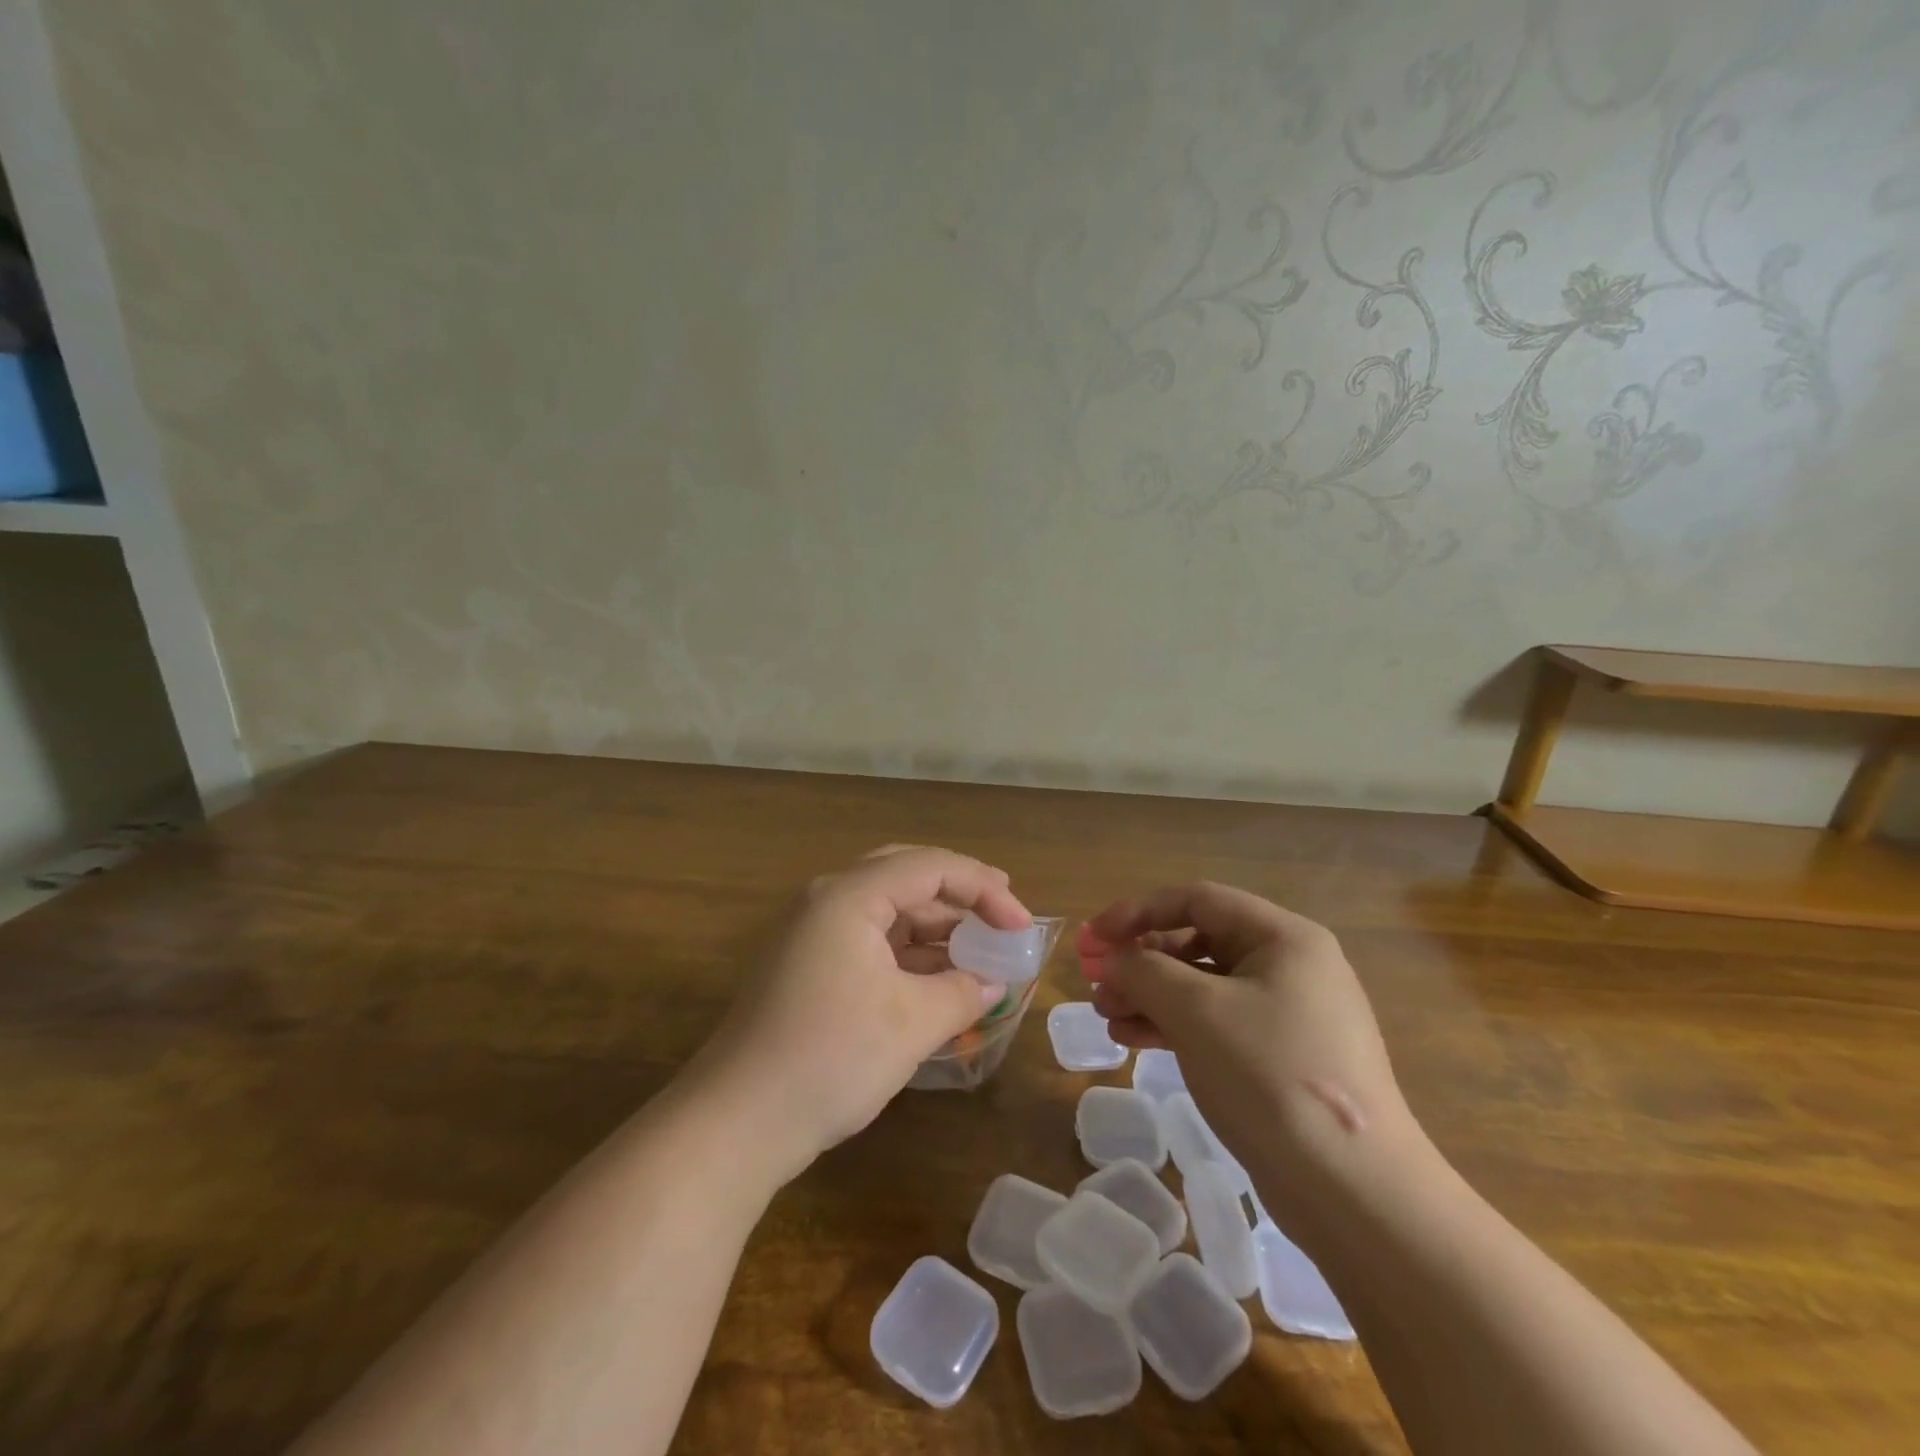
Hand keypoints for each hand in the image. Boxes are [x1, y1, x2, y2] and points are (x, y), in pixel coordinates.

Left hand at [687, 846, 1030, 1183]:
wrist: (737, 1122)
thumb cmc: (831, 1057)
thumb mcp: (912, 1023)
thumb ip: (963, 991)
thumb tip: (994, 981)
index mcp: (849, 896)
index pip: (930, 866)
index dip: (984, 888)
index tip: (1022, 925)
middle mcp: (828, 901)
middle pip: (907, 876)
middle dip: (960, 893)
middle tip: (1003, 913)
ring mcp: (813, 934)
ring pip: (888, 910)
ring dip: (935, 926)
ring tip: (979, 950)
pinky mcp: (809, 967)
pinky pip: (871, 941)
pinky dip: (910, 953)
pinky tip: (939, 978)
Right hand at [1083, 883, 1422, 1228]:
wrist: (1355, 1193)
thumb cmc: (1271, 1076)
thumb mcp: (1196, 1012)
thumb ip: (1143, 971)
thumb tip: (1111, 960)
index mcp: (1282, 937)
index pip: (1196, 900)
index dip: (1137, 911)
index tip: (1093, 937)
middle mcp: (1288, 966)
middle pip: (1197, 942)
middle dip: (1140, 959)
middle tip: (1094, 980)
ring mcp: (1287, 1014)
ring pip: (1202, 986)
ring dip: (1149, 994)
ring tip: (1105, 1015)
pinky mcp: (1280, 1058)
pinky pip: (1215, 1023)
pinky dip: (1173, 1025)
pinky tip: (1132, 1039)